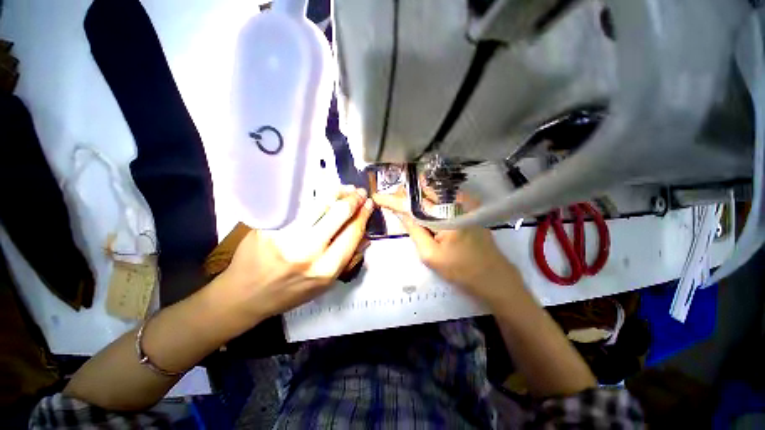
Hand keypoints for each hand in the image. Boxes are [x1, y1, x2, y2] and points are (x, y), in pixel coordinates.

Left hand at [221, 187, 373, 320]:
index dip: (363, 215)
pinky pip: (299, 205)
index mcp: (326, 269)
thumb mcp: (324, 285)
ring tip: (345, 188)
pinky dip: (314, 196)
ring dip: (336, 192)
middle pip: (338, 214)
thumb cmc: (290, 292)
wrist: (246, 295)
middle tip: (359, 192)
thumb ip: (346, 259)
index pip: (352, 233)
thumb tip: (363, 234)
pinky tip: (322, 193)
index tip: (369, 204)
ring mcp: (286, 235)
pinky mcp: (269, 226)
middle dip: (353, 199)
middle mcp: (308, 250)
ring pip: (318, 204)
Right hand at [374, 193, 521, 303]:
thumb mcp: (430, 254)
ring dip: (417, 198)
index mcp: (445, 214)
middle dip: (406, 194)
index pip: (413, 202)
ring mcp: (464, 203)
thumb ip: (414, 230)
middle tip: (391, 200)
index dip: (394, 199)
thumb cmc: (461, 269)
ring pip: (433, 194)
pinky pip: (443, 200)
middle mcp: (456, 202)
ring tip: (403, 204)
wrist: (493, 277)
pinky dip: (429, 203)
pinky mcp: (468, 209)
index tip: (377, 196)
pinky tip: (422, 209)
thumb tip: (401, 212)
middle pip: (424, 191)